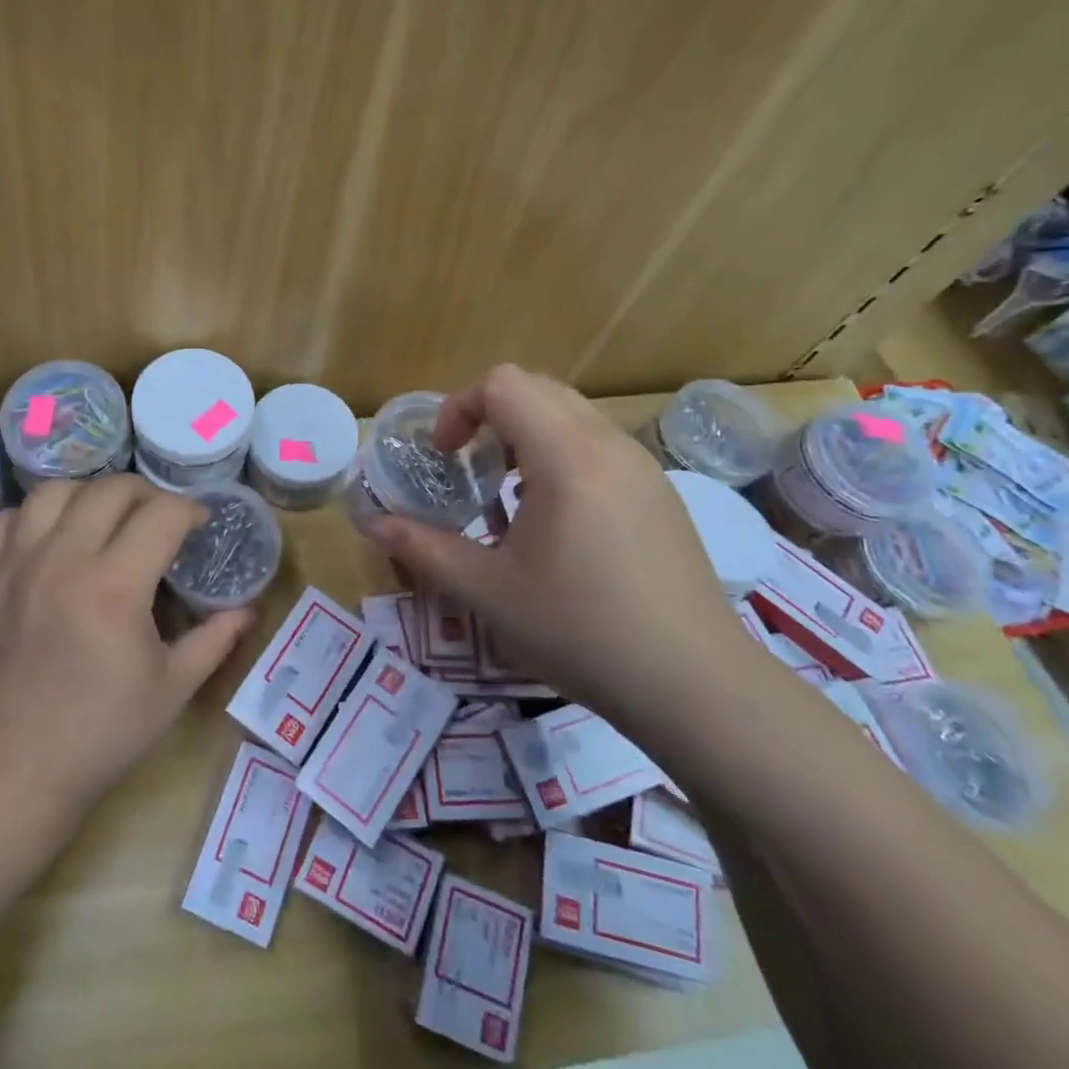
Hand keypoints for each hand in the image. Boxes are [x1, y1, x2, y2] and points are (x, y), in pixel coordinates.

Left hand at [0, 476, 254, 809]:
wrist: (14, 771)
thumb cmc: (102, 733)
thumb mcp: (173, 688)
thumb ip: (215, 639)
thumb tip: (249, 609)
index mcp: (115, 587)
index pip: (162, 514)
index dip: (190, 510)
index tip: (200, 524)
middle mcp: (64, 560)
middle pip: (111, 489)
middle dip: (147, 494)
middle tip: (160, 520)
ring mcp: (19, 565)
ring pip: (56, 491)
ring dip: (91, 494)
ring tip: (107, 520)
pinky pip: (9, 518)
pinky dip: (36, 515)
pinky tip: (54, 537)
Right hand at [368, 365, 754, 722]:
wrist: (696, 685)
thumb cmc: (582, 631)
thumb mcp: (488, 592)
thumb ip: (423, 549)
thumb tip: (373, 524)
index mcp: (566, 456)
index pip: (503, 384)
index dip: (459, 408)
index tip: (446, 457)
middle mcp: (608, 444)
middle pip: (536, 388)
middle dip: (489, 415)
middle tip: (471, 468)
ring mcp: (642, 465)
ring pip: (570, 412)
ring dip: (526, 434)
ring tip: (510, 494)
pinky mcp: (660, 491)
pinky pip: (598, 443)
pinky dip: (560, 455)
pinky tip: (557, 521)